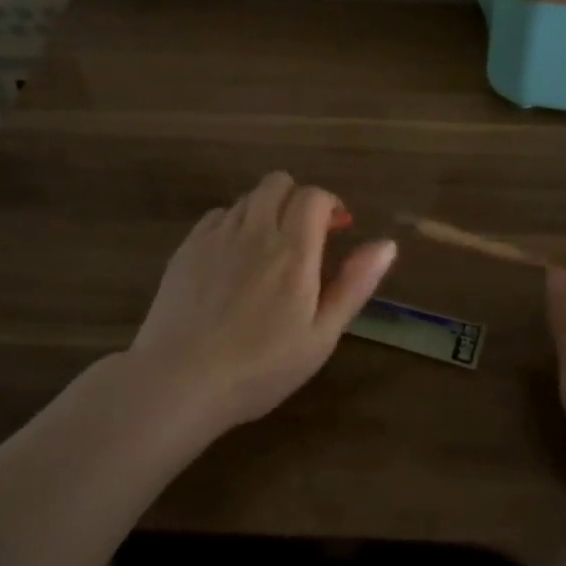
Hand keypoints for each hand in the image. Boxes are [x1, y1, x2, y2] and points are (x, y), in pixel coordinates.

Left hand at [128, 171, 397, 431]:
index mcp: (293, 251)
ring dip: (266, 211)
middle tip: (305, 236)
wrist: (178, 383)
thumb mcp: (320, 336)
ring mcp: (216, 237)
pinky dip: (234, 224)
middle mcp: (254, 231)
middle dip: (297, 198)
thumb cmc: (260, 368)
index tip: (337, 229)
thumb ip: (354, 284)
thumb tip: (387, 244)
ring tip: (269, 252)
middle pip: (278, 183)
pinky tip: (234, 260)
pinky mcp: (187, 248)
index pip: (314, 196)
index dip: (330, 204)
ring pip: (247, 198)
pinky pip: (218, 215)